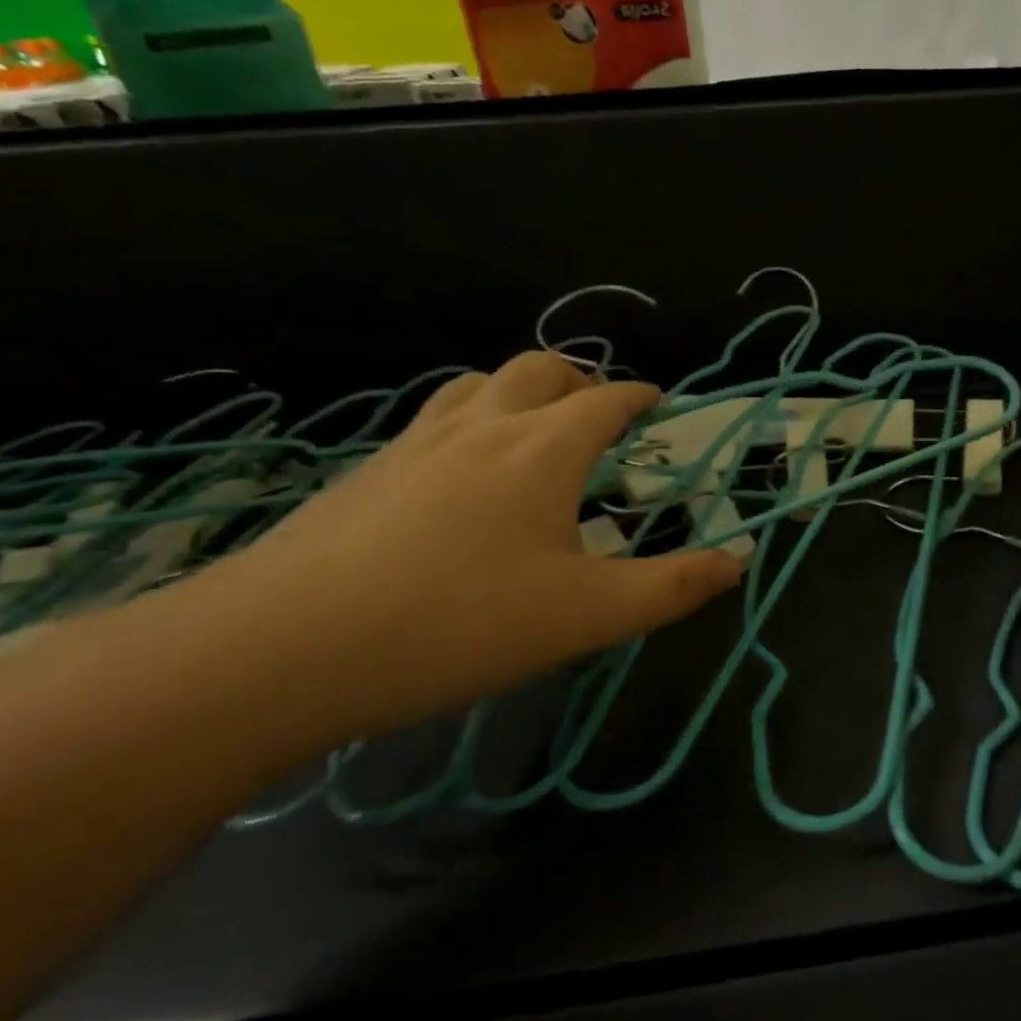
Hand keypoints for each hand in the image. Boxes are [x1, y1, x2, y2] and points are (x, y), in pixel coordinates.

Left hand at [184, 352, 740, 740]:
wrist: (282, 650)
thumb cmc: (460, 624)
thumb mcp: (589, 617)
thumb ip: (673, 587)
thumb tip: (738, 562)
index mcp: (544, 449)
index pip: (607, 400)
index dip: (640, 395)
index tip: (659, 401)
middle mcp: (483, 427)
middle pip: (540, 369)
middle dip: (581, 380)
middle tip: (601, 413)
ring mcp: (416, 444)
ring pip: (478, 384)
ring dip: (519, 389)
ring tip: (535, 426)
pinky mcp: (368, 472)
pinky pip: (433, 419)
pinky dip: (468, 419)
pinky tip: (460, 470)